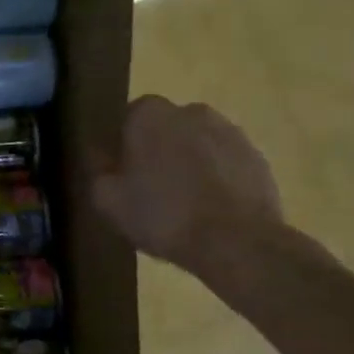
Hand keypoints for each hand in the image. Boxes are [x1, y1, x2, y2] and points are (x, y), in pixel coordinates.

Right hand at [92, 96, 283, 269]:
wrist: (237, 243)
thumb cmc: (162, 215)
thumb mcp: (107, 200)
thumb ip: (97, 170)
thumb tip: (99, 156)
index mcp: (149, 113)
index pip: (126, 119)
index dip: (121, 147)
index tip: (120, 174)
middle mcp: (190, 111)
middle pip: (164, 129)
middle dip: (157, 151)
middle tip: (150, 189)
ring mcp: (229, 132)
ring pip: (196, 144)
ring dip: (189, 163)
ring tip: (184, 203)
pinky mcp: (257, 157)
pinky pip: (224, 163)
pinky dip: (217, 178)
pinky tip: (211, 210)